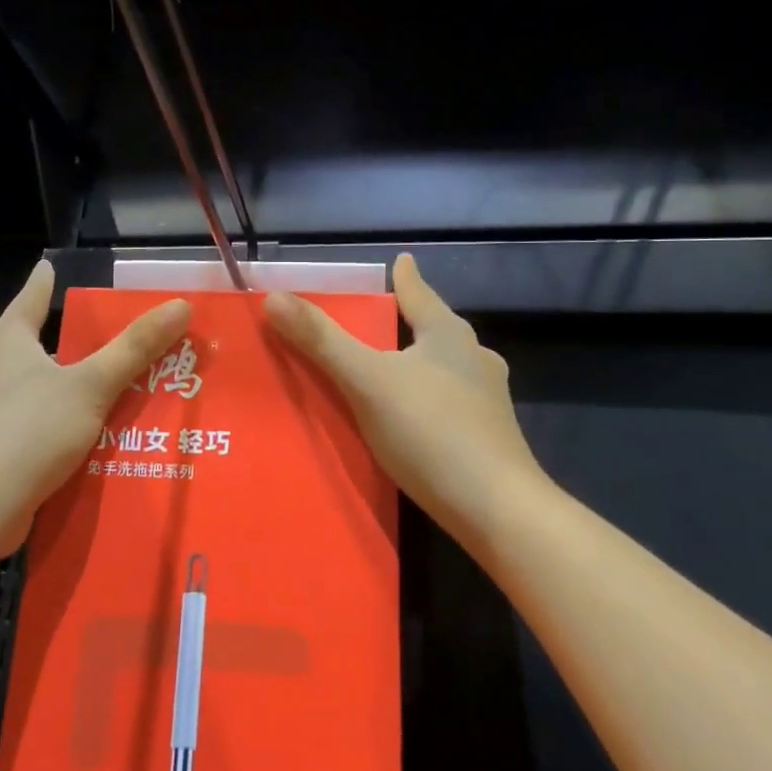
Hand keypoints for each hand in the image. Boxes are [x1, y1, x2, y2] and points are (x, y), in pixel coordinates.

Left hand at [0, 260, 189, 555]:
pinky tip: (120, 431)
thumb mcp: (90, 384)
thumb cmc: (28, 429)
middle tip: (144, 332)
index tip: (84, 269)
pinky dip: (85, 422)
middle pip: (56, 341)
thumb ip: (134, 348)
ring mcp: (4, 408)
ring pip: (60, 385)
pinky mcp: (12, 445)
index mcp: (12, 338)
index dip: (57, 278)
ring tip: (145, 380)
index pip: (37, 292)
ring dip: (95, 385)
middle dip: (96, 339)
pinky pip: (58, 422)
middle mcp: (3, 367)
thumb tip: (180, 306)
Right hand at [264, 254, 545, 544]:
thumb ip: (322, 341)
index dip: (405, 276)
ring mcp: (486, 400)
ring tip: (389, 369)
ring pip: (443, 367)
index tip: (400, 259)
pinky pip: (446, 402)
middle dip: (408, 321)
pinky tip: (410, 417)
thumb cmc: (432, 432)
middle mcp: (473, 359)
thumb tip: (274, 297)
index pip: (419, 293)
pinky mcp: (487, 437)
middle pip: (433, 329)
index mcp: (448, 335)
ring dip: (416, 362)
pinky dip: (424, 398)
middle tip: (378, 319)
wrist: (497, 511)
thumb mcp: (367, 382)